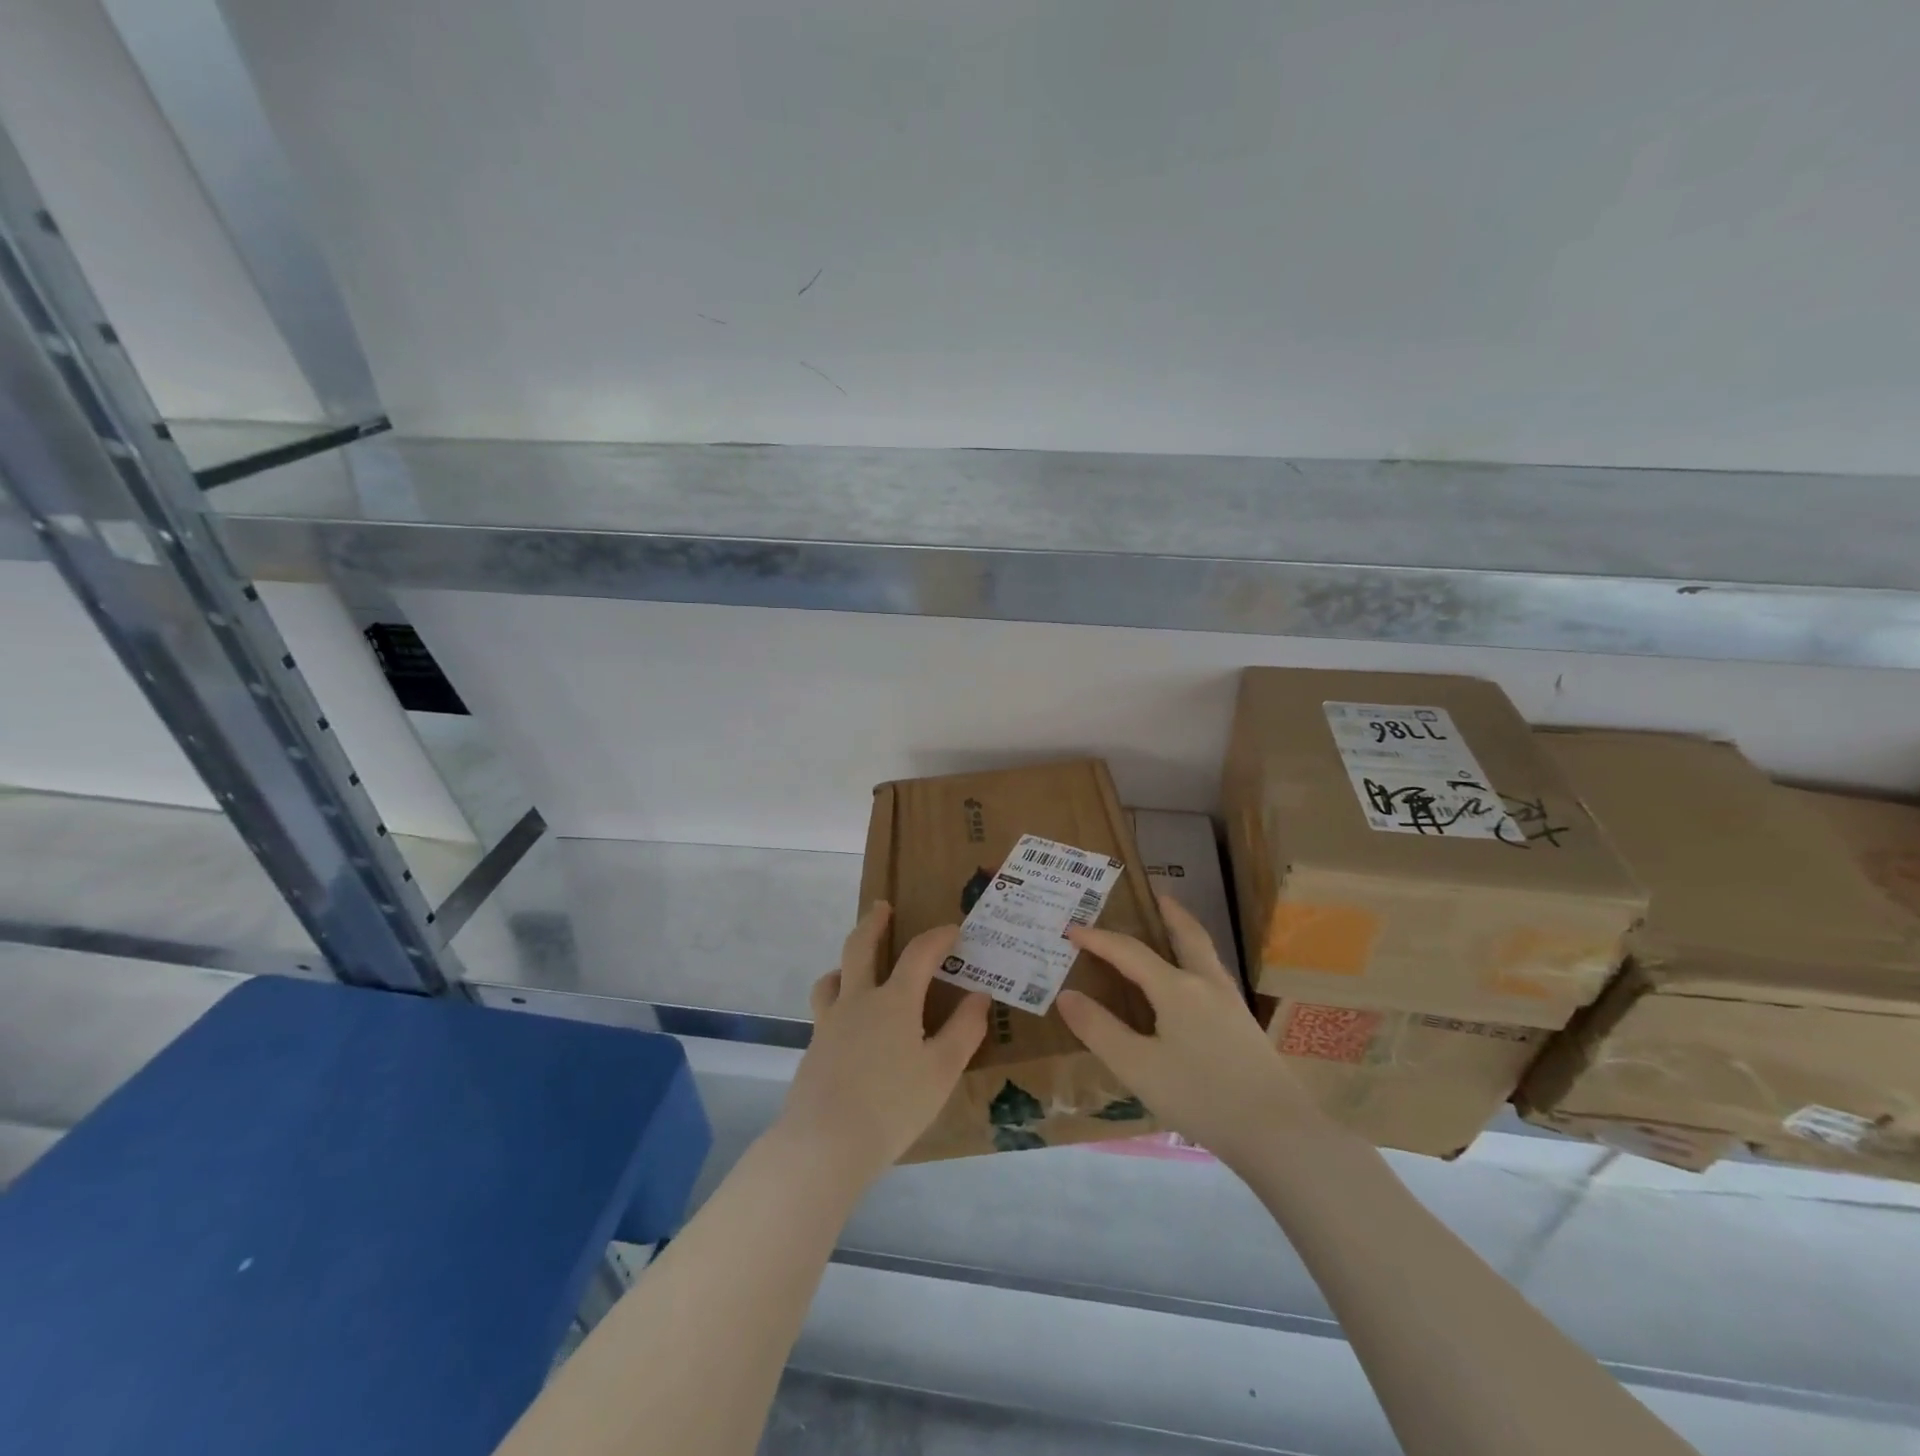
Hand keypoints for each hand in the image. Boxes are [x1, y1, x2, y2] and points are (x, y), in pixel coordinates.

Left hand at [777, 902, 990, 1184]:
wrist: (824, 1144)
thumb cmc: (892, 1106)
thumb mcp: (941, 1071)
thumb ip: (963, 1031)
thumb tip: (979, 996)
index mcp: (894, 1001)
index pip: (919, 954)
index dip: (938, 937)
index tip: (953, 930)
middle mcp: (858, 1001)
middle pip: (860, 948)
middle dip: (873, 923)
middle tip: (882, 907)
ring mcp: (829, 1023)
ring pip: (832, 978)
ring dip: (846, 963)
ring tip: (855, 967)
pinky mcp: (814, 1048)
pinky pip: (825, 1009)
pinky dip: (837, 999)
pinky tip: (848, 1023)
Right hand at [1058, 893, 1324, 1165]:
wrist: (1278, 1133)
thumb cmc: (1201, 1096)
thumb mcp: (1138, 1067)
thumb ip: (1100, 1030)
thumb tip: (1067, 995)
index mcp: (1176, 988)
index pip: (1129, 951)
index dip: (1098, 939)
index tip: (1071, 929)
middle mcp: (1206, 985)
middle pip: (1187, 936)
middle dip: (1169, 913)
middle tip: (1156, 895)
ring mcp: (1231, 1004)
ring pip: (1205, 954)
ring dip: (1187, 933)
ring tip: (1174, 927)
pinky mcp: (1244, 1027)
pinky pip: (1213, 976)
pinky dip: (1197, 960)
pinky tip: (1194, 984)